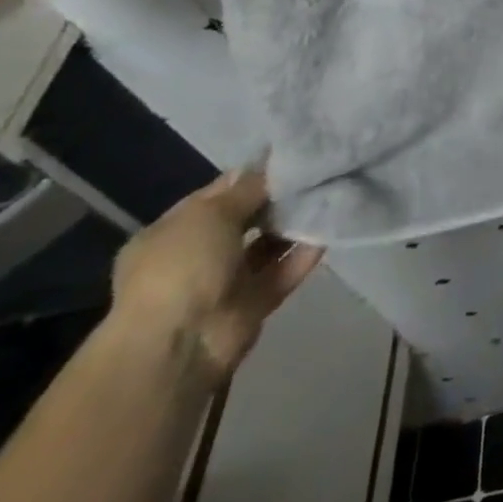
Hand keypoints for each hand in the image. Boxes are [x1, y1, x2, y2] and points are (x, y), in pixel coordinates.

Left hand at [109, 169, 323, 383]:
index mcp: (171, 232)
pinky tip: (330, 227)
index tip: (292, 155)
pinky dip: (305, 252)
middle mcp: (196, 256)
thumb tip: (272, 164)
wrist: (179, 346)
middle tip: (318, 173)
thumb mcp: (210, 213)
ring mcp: (224, 282)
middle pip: (247, 218)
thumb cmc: (182, 267)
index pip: (218, 194)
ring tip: (331, 194)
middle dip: (278, 199)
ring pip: (268, 244)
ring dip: (295, 224)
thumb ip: (247, 188)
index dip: (252, 174)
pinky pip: (284, 270)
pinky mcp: (253, 304)